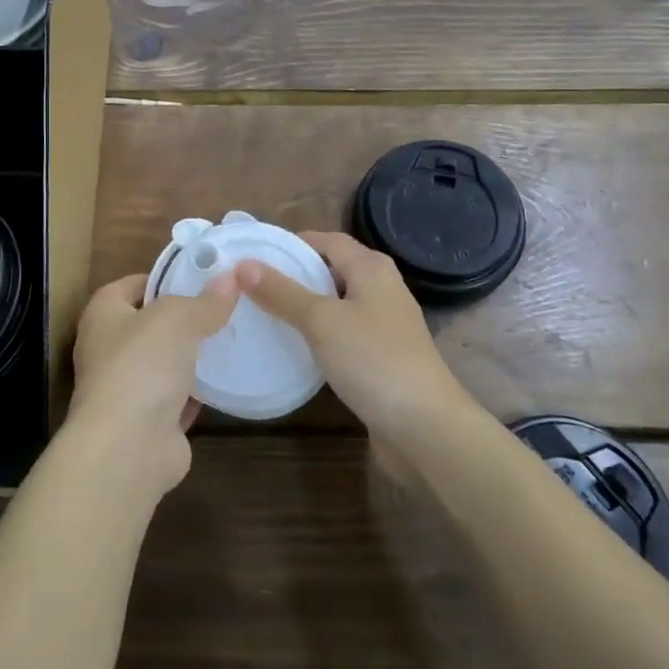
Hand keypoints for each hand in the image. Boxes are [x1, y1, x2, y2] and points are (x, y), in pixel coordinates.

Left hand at [65, 272, 236, 496]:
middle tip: (220, 306)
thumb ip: (205, 301)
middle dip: (181, 318)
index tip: (196, 276)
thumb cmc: (141, 365)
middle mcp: (108, 350)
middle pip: (148, 325)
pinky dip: (196, 392)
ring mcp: (126, 389)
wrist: (128, 448)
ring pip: (163, 363)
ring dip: (189, 356)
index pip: (129, 285)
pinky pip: (176, 398)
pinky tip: (225, 379)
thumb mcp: (178, 319)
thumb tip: (230, 278)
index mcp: (103, 315)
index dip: (160, 278)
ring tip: (228, 338)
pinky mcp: (148, 423)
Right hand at [238, 231, 469, 438]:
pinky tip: (293, 347)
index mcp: (371, 267)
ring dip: (304, 306)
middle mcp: (381, 288)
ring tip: (262, 313)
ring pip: (335, 304)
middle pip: (331, 269)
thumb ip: (282, 292)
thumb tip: (243, 265)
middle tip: (250, 285)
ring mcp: (383, 324)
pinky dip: (318, 334)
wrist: (426, 428)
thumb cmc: (374, 360)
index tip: (253, 255)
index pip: (325, 240)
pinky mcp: (381, 357)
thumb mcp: (321, 321)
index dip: (291, 244)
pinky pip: (342, 333)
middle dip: (293, 275)